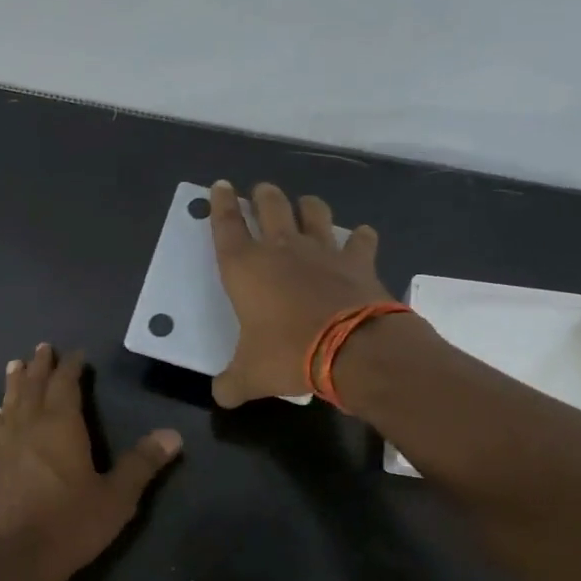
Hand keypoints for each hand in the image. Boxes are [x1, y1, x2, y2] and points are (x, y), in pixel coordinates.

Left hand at [0, 344, 182, 580]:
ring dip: (16, 382)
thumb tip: (173, 434)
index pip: (65, 384)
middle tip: (43, 348)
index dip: (71, 367)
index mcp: (61, 425)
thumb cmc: (69, 524)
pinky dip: (1, 413)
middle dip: (40, 366)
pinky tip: (0, 413)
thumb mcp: (116, 497)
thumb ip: (142, 464)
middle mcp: (29, 426)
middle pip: (34, 386)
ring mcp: (5, 445)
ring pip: (11, 402)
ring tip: (16, 365)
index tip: (77, 354)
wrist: (13, 559)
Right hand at [207, 180, 390, 407]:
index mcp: (245, 268)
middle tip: (260, 191)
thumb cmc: (288, 354)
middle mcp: (281, 249)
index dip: (220, 204)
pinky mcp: (357, 261)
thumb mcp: (250, 376)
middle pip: (270, 206)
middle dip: (262, 195)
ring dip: (307, 205)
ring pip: (313, 211)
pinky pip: (361, 239)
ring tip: (305, 206)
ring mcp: (322, 251)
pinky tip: (360, 238)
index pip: (225, 226)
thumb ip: (231, 383)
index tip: (220, 185)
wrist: (352, 349)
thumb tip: (221, 395)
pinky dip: (360, 237)